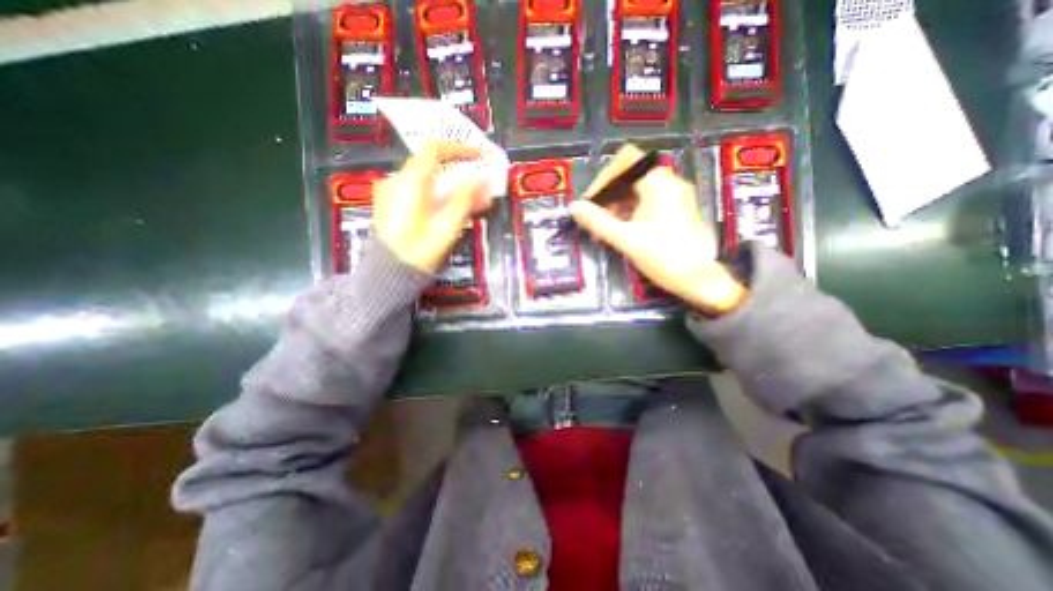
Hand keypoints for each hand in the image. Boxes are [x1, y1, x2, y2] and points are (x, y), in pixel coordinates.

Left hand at [373, 140, 488, 271]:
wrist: (388, 272)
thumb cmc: (419, 250)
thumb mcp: (447, 226)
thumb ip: (466, 199)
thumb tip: (483, 180)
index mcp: (411, 181)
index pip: (436, 148)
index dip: (460, 148)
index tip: (479, 156)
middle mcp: (399, 179)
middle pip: (433, 164)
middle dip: (460, 171)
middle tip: (480, 184)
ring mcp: (393, 191)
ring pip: (428, 178)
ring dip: (452, 185)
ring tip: (473, 200)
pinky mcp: (393, 203)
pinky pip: (420, 190)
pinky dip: (439, 194)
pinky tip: (452, 208)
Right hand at [569, 143, 748, 315]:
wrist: (699, 280)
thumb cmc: (663, 256)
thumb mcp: (626, 239)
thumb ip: (597, 221)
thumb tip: (573, 207)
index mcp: (658, 182)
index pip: (625, 160)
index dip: (604, 178)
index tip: (591, 202)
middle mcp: (668, 183)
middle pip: (629, 177)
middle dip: (608, 197)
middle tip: (594, 220)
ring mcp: (673, 197)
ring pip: (636, 192)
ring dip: (616, 208)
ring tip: (603, 232)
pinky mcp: (675, 211)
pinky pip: (645, 203)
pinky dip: (629, 214)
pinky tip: (619, 233)